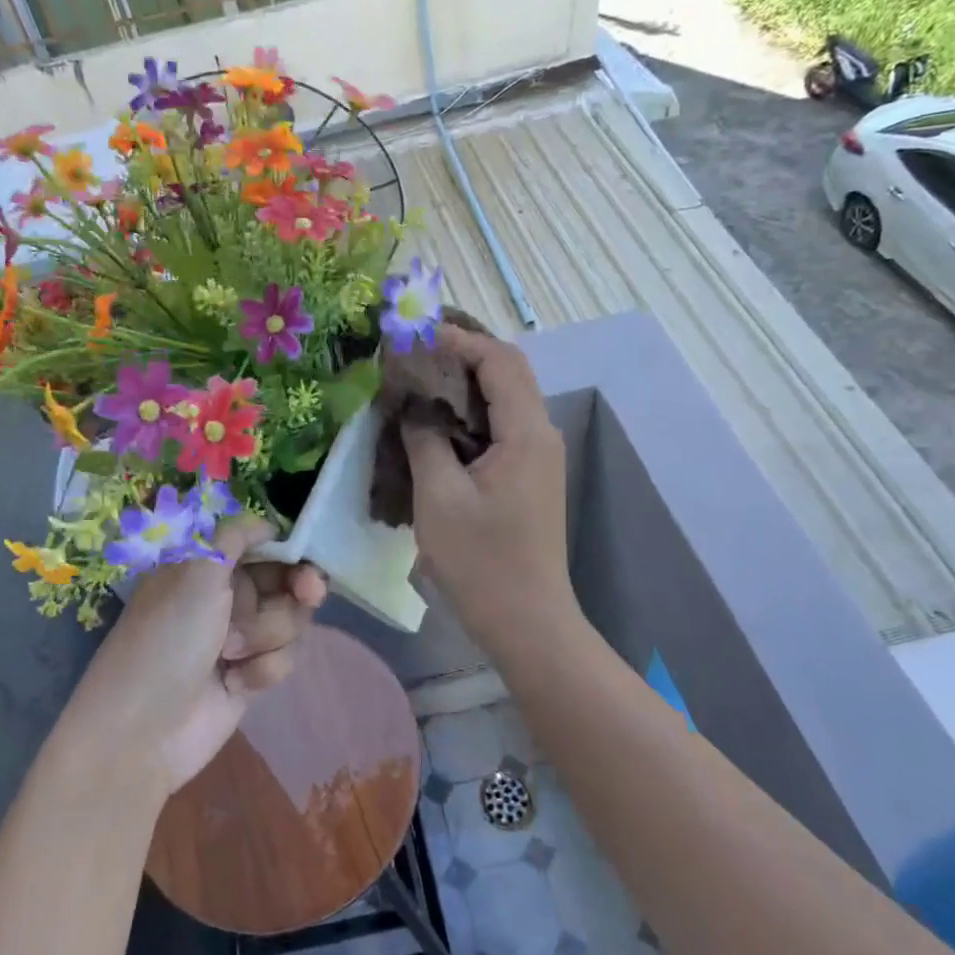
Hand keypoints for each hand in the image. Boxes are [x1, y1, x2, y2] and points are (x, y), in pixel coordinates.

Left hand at [66, 516, 327, 799]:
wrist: (143, 732)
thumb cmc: (167, 640)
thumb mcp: (196, 573)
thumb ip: (235, 536)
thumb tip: (267, 521)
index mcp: (207, 564)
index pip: (261, 542)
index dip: (289, 547)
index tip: (306, 556)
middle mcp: (225, 595)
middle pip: (286, 579)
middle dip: (298, 588)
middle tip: (309, 594)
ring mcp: (239, 636)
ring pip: (289, 619)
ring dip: (269, 634)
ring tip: (232, 653)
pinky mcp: (251, 674)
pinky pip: (284, 657)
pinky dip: (265, 668)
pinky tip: (236, 682)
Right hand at [404, 325, 574, 649]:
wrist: (527, 621)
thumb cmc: (481, 561)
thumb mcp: (439, 496)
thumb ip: (424, 438)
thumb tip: (413, 404)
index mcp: (526, 433)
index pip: (499, 361)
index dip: (459, 339)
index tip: (415, 334)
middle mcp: (541, 434)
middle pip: (508, 372)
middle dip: (463, 353)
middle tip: (415, 349)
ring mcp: (538, 456)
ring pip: (505, 398)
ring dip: (466, 382)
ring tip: (419, 376)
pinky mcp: (529, 475)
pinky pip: (501, 426)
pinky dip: (470, 412)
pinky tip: (437, 420)